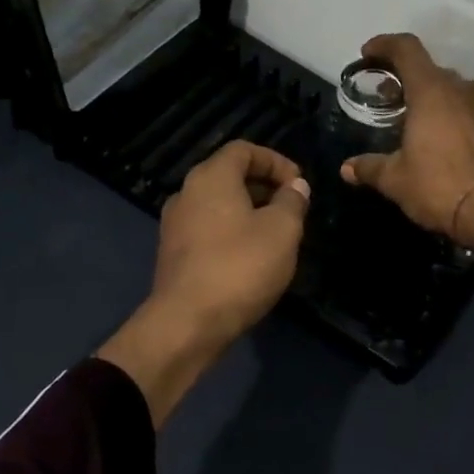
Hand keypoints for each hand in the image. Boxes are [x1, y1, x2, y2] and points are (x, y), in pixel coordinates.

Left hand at [99, 141, 310, 424]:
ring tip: (277, 234)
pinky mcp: (174, 254)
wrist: (187, 324)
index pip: (244, 149)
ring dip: (250, 211)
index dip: (275, 160)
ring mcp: (175, 225)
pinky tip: (252, 258)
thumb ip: (292, 201)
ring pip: (219, 204)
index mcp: (211, 177)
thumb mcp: (282, 230)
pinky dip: (232, 232)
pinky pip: (208, 229)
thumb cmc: (240, 267)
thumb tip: (296, 186)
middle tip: (293, 208)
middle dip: (265, 186)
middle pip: (229, 175)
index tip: (299, 183)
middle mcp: (187, 193)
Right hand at [340, 33, 473, 263]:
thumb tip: (347, 168)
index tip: (368, 54)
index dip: (384, 45)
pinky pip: (466, 109)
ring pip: (450, 89)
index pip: (406, 49)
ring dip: (428, 96)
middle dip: (404, 78)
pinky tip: (438, 139)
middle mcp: (460, 89)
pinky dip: (448, 114)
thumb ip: (370, 167)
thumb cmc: (439, 186)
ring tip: (410, 119)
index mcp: (431, 90)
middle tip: (385, 97)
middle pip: (428, 69)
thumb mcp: (395, 179)